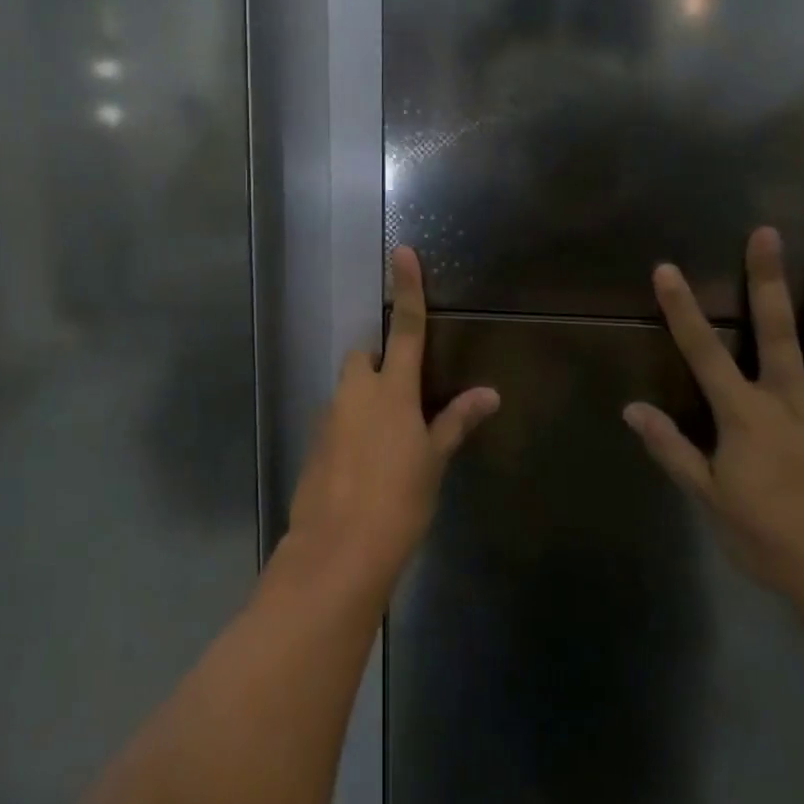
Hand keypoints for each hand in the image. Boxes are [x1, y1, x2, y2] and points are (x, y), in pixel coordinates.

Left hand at [286, 247, 499, 582]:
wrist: (337, 551)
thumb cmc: (398, 502)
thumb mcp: (433, 462)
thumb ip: (455, 421)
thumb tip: (489, 394)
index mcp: (391, 391)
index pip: (406, 329)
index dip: (408, 289)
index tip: (402, 252)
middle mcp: (355, 393)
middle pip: (365, 357)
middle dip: (381, 364)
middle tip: (404, 398)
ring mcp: (329, 417)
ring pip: (348, 391)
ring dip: (366, 400)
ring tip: (389, 443)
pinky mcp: (314, 444)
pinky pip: (336, 421)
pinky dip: (351, 428)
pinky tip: (365, 466)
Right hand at [624, 227, 803, 624]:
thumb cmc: (771, 540)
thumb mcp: (709, 498)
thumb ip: (672, 449)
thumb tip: (631, 408)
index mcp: (745, 416)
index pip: (703, 352)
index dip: (682, 310)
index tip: (668, 270)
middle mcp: (791, 401)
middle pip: (777, 331)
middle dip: (768, 280)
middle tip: (767, 234)